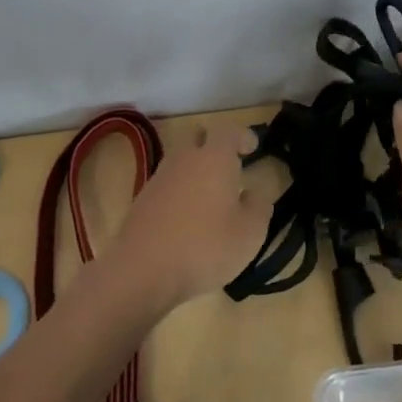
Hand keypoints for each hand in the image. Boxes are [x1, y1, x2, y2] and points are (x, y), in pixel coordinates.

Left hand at [118, 123, 277, 309]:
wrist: (142, 270)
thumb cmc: (205, 247)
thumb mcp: (249, 233)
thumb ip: (259, 206)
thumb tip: (255, 192)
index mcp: (214, 158)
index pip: (229, 131)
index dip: (243, 136)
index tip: (252, 147)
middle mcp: (185, 159)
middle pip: (198, 137)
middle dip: (214, 145)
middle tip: (230, 166)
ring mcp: (159, 177)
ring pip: (181, 160)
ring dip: (196, 169)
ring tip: (211, 195)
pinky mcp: (143, 199)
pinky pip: (167, 183)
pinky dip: (180, 190)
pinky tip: (188, 216)